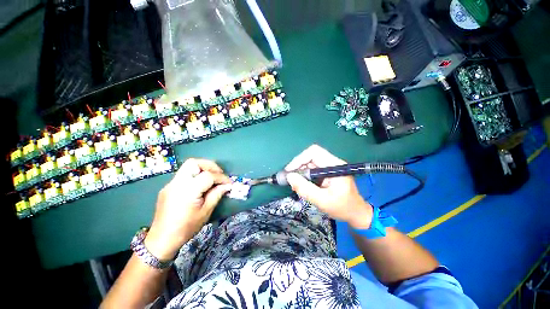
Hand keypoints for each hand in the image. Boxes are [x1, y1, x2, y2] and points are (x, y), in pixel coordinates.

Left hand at [145, 158, 231, 259]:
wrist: (162, 239)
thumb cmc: (186, 227)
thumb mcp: (206, 212)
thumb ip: (217, 194)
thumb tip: (227, 185)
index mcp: (188, 190)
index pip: (208, 176)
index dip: (221, 177)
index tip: (229, 183)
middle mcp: (177, 183)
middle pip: (194, 163)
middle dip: (210, 165)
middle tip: (219, 174)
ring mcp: (170, 184)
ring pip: (188, 166)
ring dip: (202, 168)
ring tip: (212, 178)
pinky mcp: (168, 187)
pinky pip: (184, 175)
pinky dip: (195, 175)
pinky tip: (200, 186)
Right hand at [285, 145, 372, 229]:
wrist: (356, 214)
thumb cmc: (342, 208)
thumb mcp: (322, 201)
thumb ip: (305, 189)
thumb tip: (289, 177)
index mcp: (335, 165)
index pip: (314, 152)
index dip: (299, 159)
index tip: (289, 171)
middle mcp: (332, 162)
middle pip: (310, 156)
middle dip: (298, 166)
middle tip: (290, 178)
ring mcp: (329, 167)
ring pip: (309, 163)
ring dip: (300, 171)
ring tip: (296, 184)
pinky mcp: (326, 172)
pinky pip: (311, 169)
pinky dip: (304, 175)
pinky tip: (302, 184)